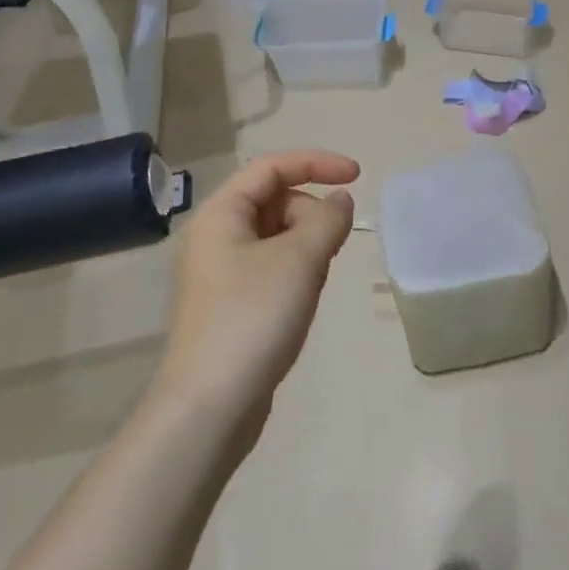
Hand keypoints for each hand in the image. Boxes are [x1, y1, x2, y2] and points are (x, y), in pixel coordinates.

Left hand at [158, 150, 359, 427]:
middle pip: (273, 200)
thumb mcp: (299, 260)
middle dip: (311, 212)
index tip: (358, 176)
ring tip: (317, 277)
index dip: (317, 163)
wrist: (210, 406)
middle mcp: (215, 236)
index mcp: (221, 215)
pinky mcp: (231, 303)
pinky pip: (270, 265)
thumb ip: (327, 219)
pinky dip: (295, 268)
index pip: (271, 167)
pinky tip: (305, 297)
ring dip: (306, 242)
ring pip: (275, 235)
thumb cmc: (253, 318)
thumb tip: (341, 200)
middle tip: (333, 245)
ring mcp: (220, 272)